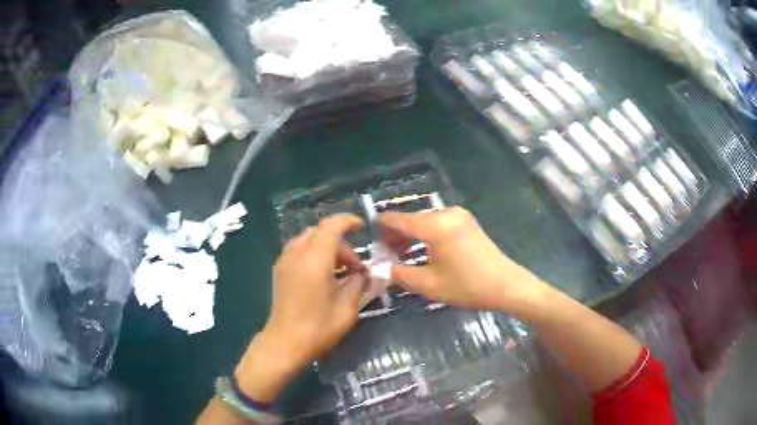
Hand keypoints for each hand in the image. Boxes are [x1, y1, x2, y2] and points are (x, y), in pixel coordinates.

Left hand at [233, 214, 365, 402]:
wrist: (285, 343)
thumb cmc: (319, 327)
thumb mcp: (347, 307)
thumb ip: (358, 283)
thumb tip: (363, 273)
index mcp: (315, 259)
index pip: (332, 225)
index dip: (349, 221)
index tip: (363, 227)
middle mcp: (297, 253)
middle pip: (321, 231)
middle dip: (341, 242)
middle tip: (355, 267)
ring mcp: (285, 260)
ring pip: (309, 239)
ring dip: (327, 247)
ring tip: (340, 271)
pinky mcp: (279, 270)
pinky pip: (299, 249)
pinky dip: (314, 253)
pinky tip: (323, 275)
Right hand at [380, 207, 549, 311]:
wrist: (506, 285)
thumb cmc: (467, 286)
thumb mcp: (429, 285)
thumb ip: (400, 274)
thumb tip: (384, 267)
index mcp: (435, 225)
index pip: (398, 219)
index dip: (381, 225)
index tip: (367, 233)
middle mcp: (445, 213)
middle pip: (412, 219)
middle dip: (396, 234)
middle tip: (385, 254)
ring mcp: (458, 216)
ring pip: (424, 221)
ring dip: (411, 235)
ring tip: (401, 254)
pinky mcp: (466, 222)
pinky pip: (438, 224)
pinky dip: (426, 234)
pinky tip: (422, 250)